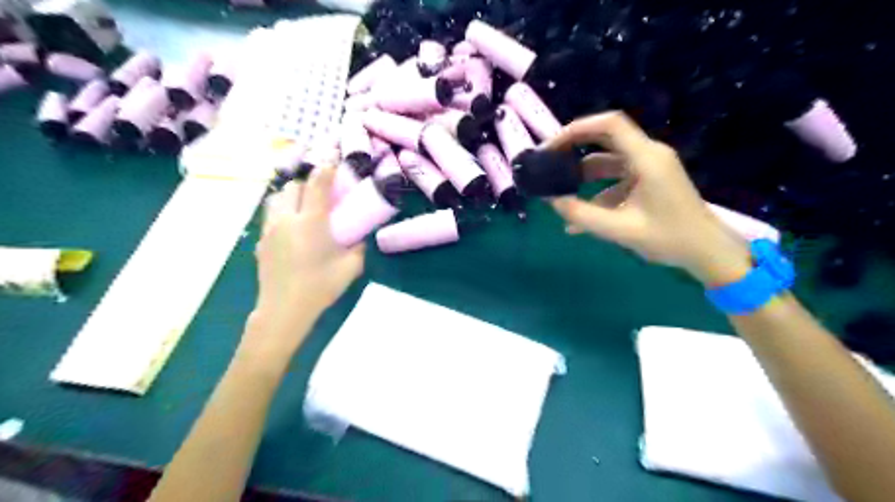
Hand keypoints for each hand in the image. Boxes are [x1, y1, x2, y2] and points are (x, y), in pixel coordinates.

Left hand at [248, 163, 363, 348]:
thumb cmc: (321, 287)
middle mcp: (288, 219)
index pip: (317, 184)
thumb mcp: (351, 267)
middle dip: (308, 183)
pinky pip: (271, 215)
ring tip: (304, 209)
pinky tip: (292, 229)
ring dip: (292, 196)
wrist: (284, 309)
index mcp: (312, 222)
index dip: (327, 168)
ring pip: (277, 198)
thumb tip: (360, 236)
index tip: (334, 161)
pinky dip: (282, 212)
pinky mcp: (261, 241)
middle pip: (294, 186)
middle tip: (322, 195)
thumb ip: (359, 246)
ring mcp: (270, 229)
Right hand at [546, 111, 753, 286]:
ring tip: (558, 194)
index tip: (551, 147)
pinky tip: (579, 220)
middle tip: (548, 163)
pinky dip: (596, 194)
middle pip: (605, 138)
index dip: (577, 129)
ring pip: (607, 161)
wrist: (707, 252)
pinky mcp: (648, 182)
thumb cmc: (669, 239)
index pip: (609, 124)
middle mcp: (648, 155)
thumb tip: (552, 200)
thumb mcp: (620, 229)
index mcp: (647, 158)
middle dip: (574, 148)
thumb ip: (582, 215)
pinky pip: (615, 180)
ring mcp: (649, 168)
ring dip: (582, 176)